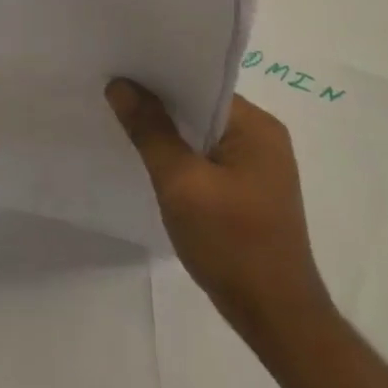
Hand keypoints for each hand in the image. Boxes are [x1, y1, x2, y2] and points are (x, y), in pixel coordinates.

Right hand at [107, 81, 331, 353]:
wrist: (275, 316)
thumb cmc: (231, 244)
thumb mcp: (181, 184)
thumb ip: (150, 132)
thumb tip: (121, 85)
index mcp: (256, 127)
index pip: (201, 84)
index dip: (160, 79)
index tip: (120, 71)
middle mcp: (264, 138)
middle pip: (201, 108)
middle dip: (160, 105)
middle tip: (112, 95)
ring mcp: (260, 166)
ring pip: (203, 136)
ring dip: (169, 134)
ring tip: (124, 124)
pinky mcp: (251, 191)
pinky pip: (209, 159)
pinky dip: (182, 158)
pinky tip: (153, 163)